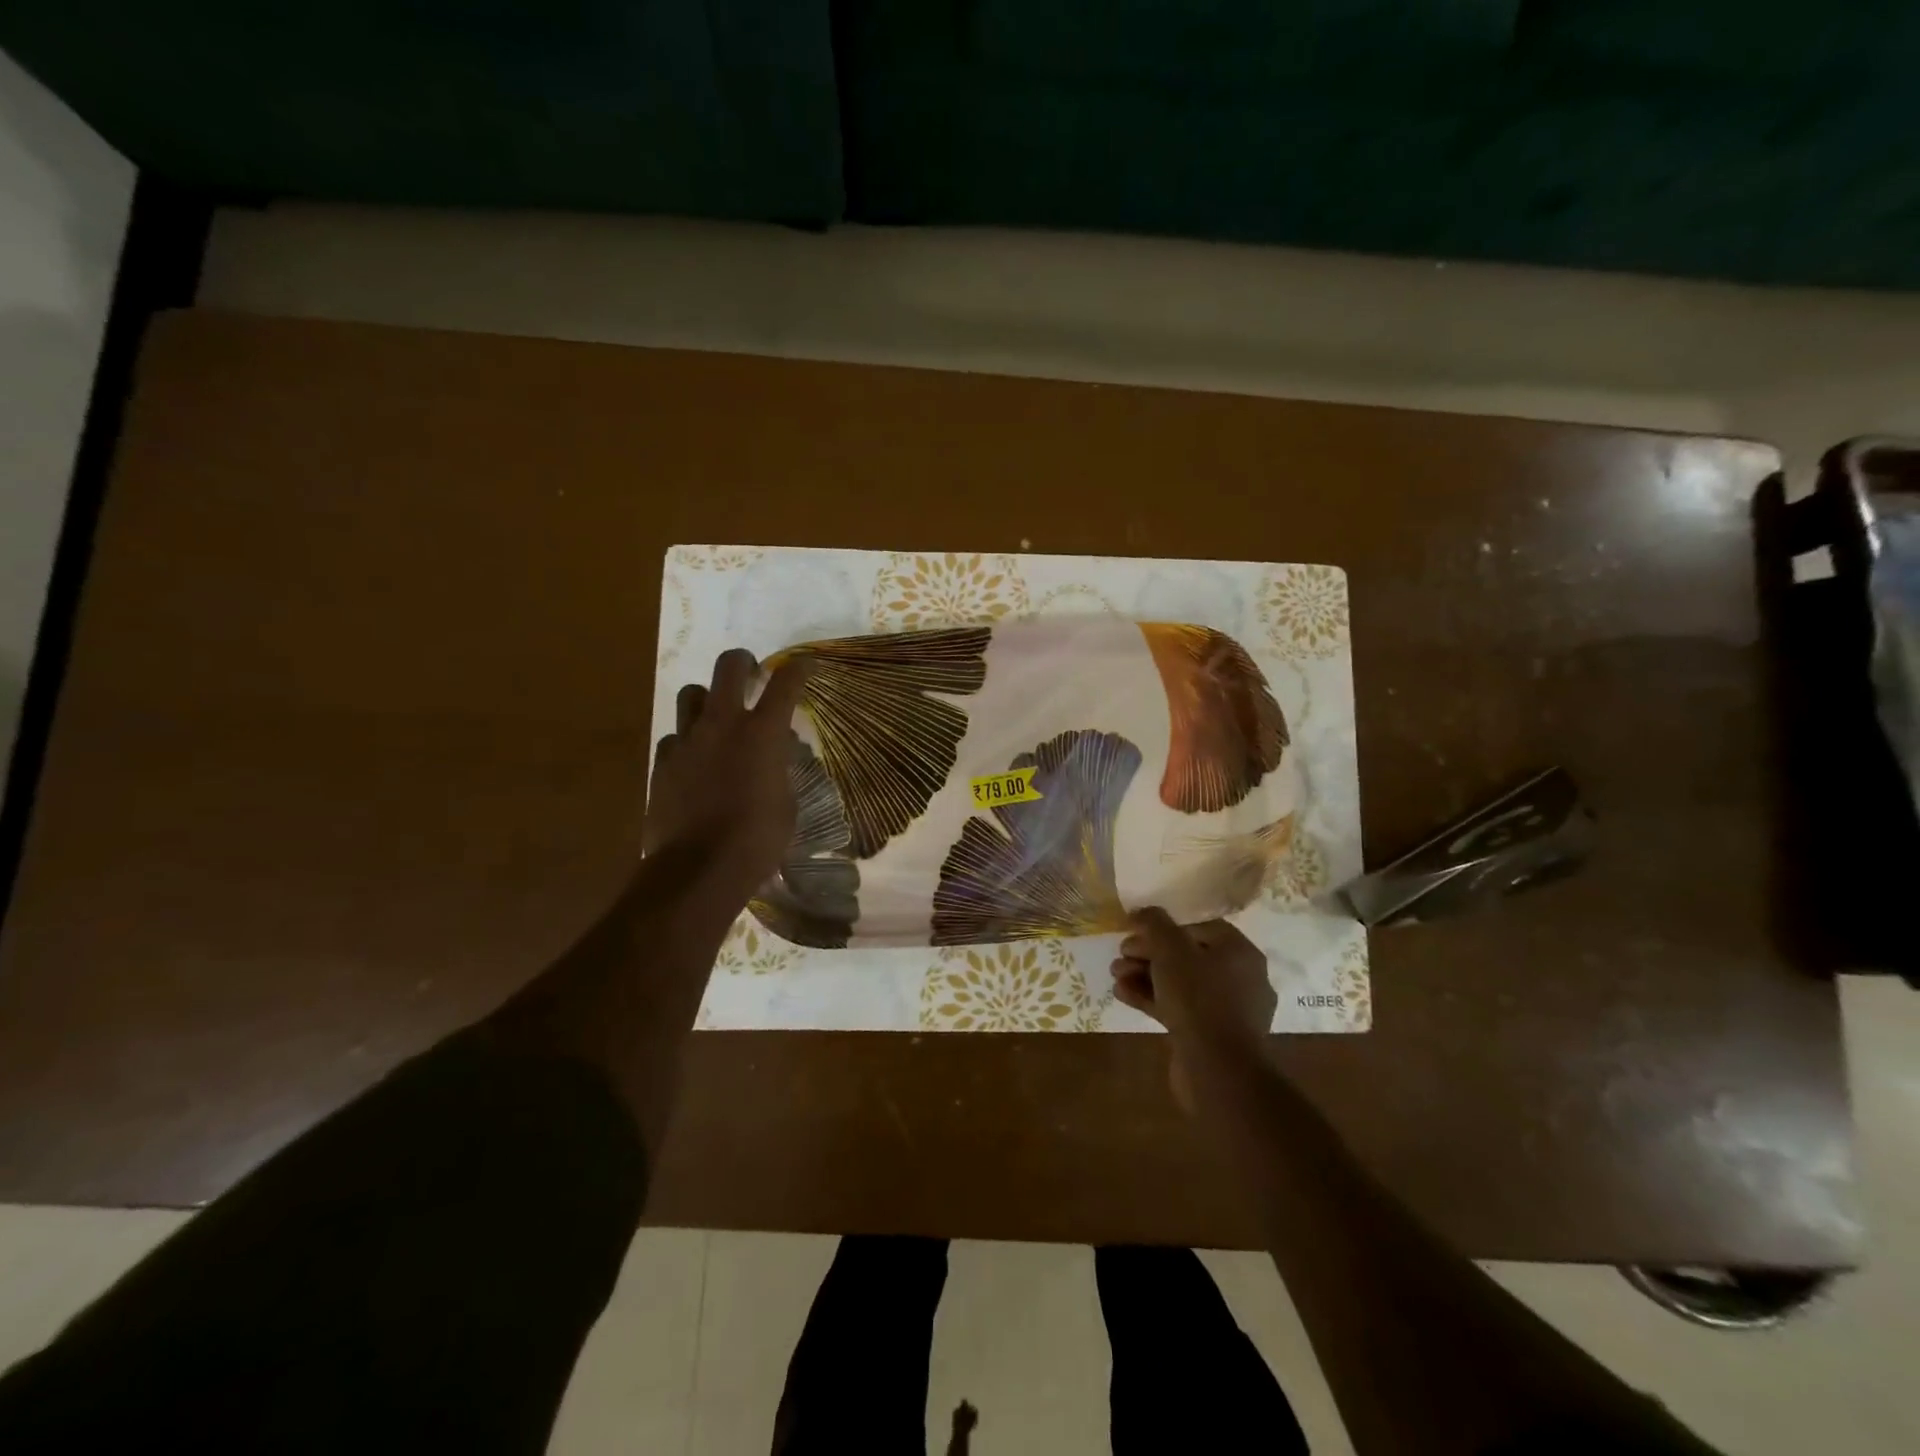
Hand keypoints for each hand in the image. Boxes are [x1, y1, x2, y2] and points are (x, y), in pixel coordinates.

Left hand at [645, 648, 812, 891]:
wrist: (699, 869)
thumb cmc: (757, 840)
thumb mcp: (786, 803)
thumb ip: (779, 770)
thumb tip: (772, 756)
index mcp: (763, 733)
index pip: (786, 683)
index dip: (798, 668)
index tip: (803, 665)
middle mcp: (723, 724)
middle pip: (729, 666)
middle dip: (743, 662)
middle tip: (751, 673)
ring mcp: (687, 740)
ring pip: (692, 693)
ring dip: (707, 698)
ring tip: (717, 716)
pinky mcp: (662, 762)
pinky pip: (674, 736)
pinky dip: (687, 740)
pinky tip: (694, 760)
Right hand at [1112, 910, 1275, 1111]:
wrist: (1218, 1070)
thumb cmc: (1198, 998)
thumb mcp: (1171, 950)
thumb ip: (1154, 924)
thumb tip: (1142, 912)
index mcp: (1240, 952)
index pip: (1198, 927)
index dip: (1162, 926)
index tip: (1133, 931)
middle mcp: (1240, 978)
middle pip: (1187, 956)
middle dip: (1148, 954)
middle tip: (1120, 955)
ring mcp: (1227, 1011)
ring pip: (1180, 984)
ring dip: (1145, 976)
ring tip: (1116, 975)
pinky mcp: (1211, 1036)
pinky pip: (1179, 1009)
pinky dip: (1152, 999)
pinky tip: (1123, 995)